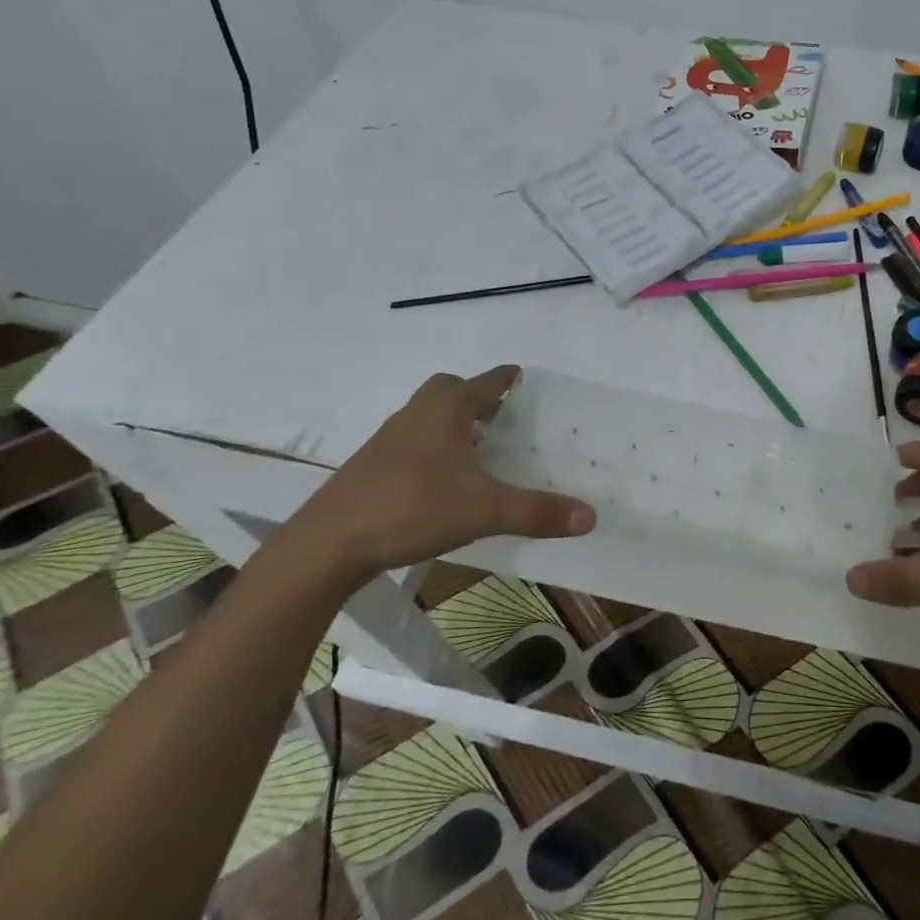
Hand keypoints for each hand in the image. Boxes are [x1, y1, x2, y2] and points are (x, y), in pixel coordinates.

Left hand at [287, 366, 594, 584]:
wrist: (330, 542)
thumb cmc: (413, 508)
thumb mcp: (485, 511)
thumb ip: (537, 512)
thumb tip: (590, 516)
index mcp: (447, 410)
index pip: (486, 382)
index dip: (507, 378)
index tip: (522, 376)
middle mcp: (417, 413)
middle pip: (449, 389)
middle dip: (475, 396)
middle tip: (500, 417)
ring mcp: (389, 438)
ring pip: (427, 415)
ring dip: (451, 422)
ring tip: (477, 449)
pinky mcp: (371, 465)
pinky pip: (411, 440)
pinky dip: (431, 447)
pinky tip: (441, 480)